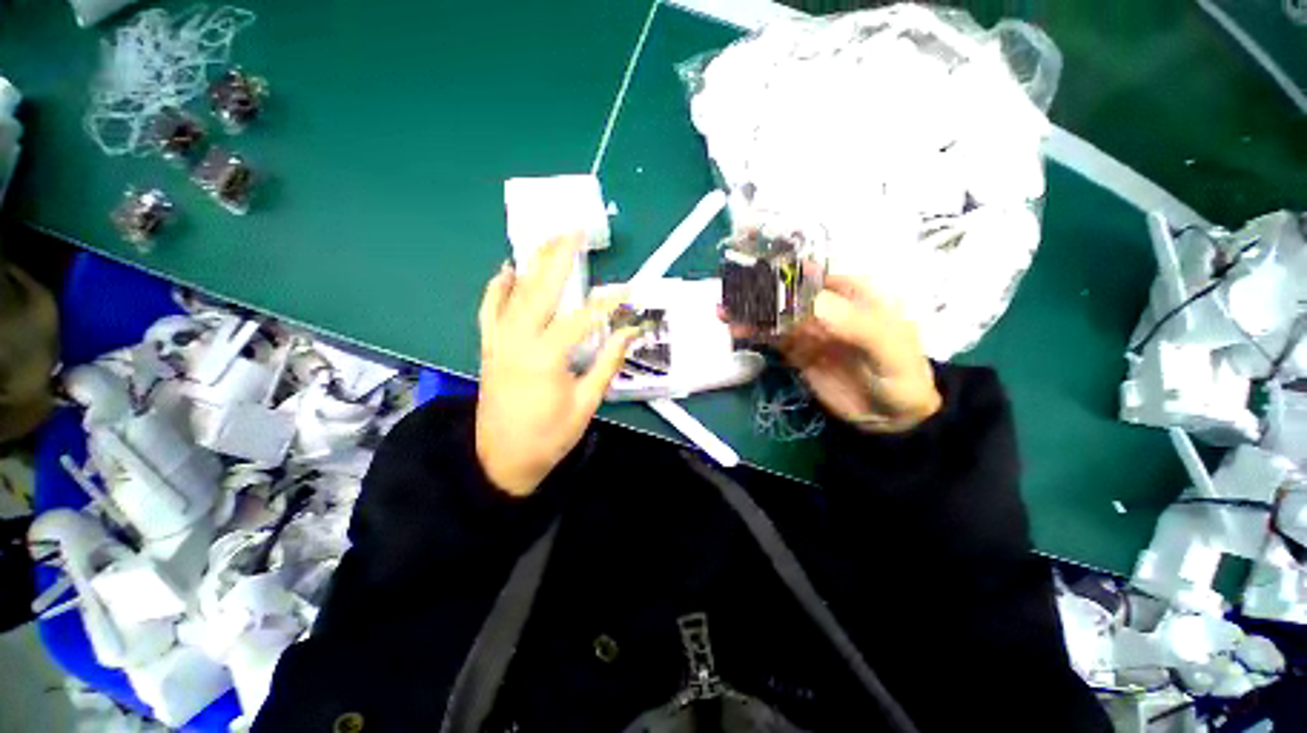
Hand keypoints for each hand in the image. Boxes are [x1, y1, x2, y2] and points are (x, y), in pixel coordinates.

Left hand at [476, 234, 637, 495]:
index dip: (607, 303)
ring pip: (514, 293)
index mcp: (545, 358)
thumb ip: (607, 363)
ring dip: (532, 264)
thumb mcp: (586, 403)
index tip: (627, 290)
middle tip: (574, 232)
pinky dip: (496, 287)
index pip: (581, 319)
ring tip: (547, 240)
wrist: (501, 459)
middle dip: (559, 258)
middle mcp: (517, 341)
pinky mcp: (488, 347)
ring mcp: (498, 341)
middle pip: (540, 290)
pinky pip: (489, 310)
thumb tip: (629, 333)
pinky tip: (506, 270)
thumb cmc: (549, 436)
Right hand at [733, 274, 940, 432]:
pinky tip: (735, 329)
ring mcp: (807, 329)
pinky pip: (770, 337)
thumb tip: (806, 301)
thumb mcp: (886, 345)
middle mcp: (824, 306)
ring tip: (723, 310)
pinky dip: (752, 332)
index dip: (782, 271)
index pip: (811, 275)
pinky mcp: (796, 351)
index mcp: (850, 292)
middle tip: (730, 292)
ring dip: (749, 311)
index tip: (754, 273)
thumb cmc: (901, 373)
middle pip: (785, 293)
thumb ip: (850, 322)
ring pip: (773, 314)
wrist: (892, 417)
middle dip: (757, 290)